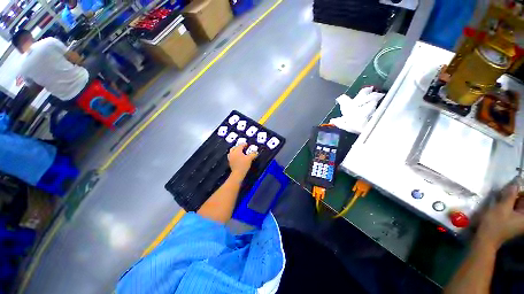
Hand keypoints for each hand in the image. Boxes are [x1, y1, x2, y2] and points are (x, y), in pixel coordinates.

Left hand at [227, 143, 256, 176]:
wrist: (238, 173)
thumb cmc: (243, 165)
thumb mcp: (250, 158)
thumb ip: (253, 154)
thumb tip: (256, 152)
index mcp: (237, 151)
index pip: (240, 145)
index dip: (244, 144)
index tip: (247, 145)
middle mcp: (232, 153)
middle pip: (235, 147)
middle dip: (239, 146)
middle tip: (243, 147)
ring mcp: (230, 157)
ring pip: (232, 151)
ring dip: (235, 150)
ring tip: (239, 151)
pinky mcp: (230, 161)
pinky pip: (231, 155)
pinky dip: (234, 154)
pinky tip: (237, 156)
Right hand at [476, 181, 523, 248]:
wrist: (486, 238)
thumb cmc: (495, 224)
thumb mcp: (501, 208)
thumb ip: (510, 195)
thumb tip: (516, 183)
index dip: (521, 191)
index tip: (512, 187)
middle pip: (523, 202)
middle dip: (516, 194)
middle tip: (507, 190)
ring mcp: (520, 220)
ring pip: (519, 204)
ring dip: (512, 199)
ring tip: (503, 196)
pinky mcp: (514, 221)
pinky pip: (515, 208)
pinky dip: (510, 204)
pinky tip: (502, 202)